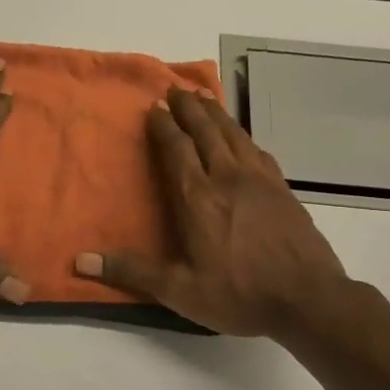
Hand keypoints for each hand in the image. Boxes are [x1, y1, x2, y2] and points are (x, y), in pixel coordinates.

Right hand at [75, 88, 348, 338]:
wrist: (308, 300)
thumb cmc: (238, 295)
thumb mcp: (179, 290)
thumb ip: (131, 272)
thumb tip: (81, 261)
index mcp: (198, 198)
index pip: (177, 149)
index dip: (164, 126)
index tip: (154, 107)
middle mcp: (228, 178)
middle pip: (206, 131)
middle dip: (189, 108)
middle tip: (175, 89)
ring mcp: (260, 181)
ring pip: (234, 135)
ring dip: (216, 115)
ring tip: (203, 100)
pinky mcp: (283, 189)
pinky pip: (257, 151)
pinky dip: (243, 136)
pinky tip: (242, 138)